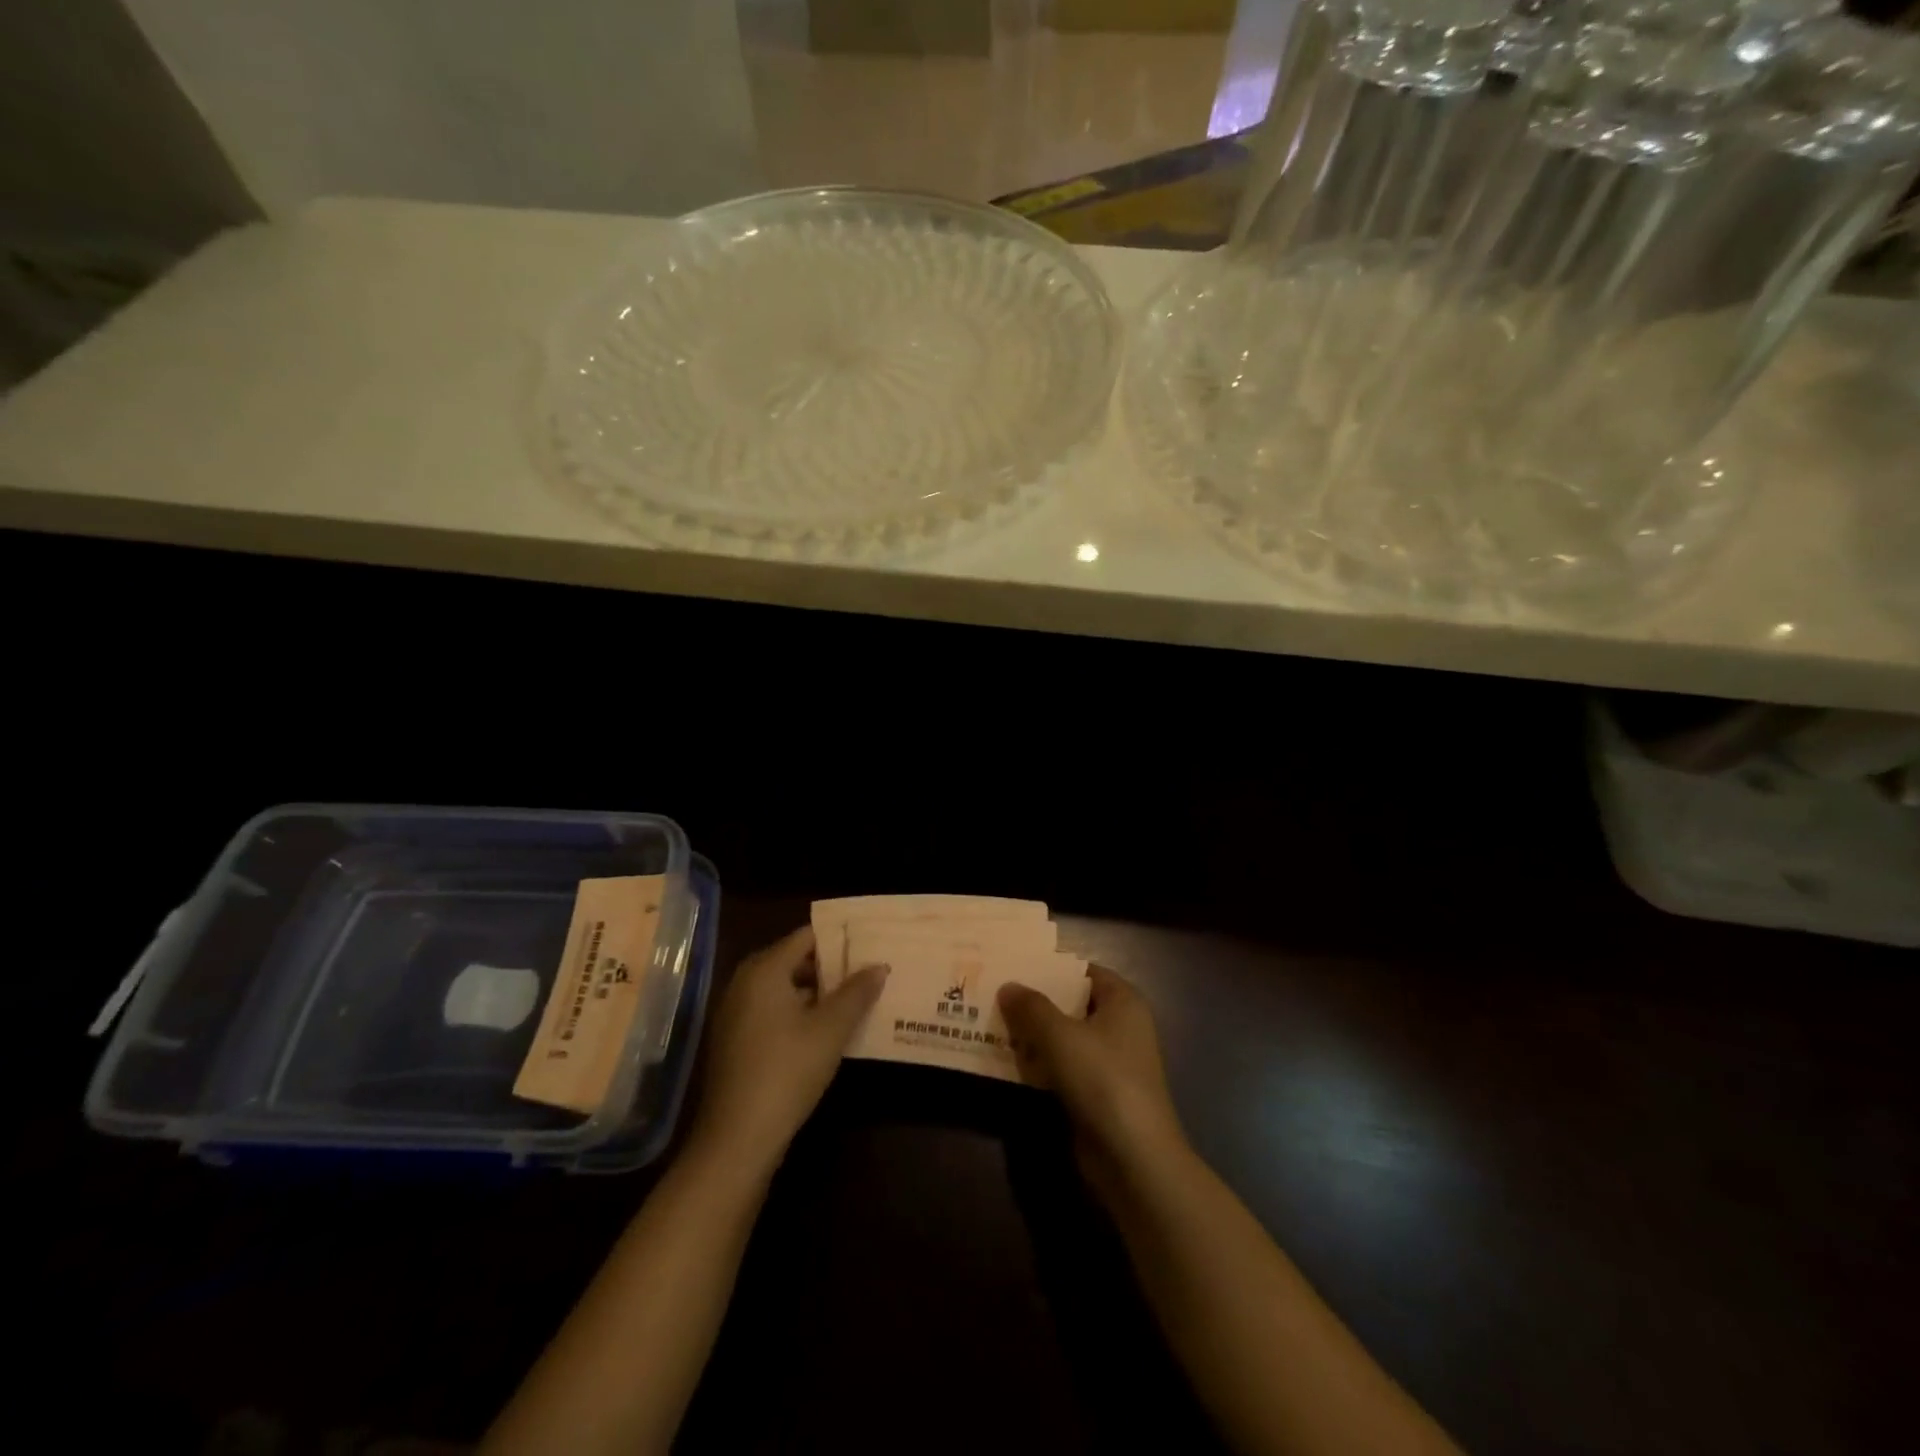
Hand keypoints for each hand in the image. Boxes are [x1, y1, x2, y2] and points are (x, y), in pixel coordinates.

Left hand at [691, 927, 885, 1171]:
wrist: (737, 1139)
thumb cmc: (787, 1071)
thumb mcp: (831, 1030)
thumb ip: (857, 993)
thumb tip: (879, 965)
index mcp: (764, 970)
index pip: (807, 936)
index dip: (840, 939)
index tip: (870, 944)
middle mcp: (744, 983)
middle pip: (795, 960)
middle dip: (831, 967)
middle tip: (869, 971)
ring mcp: (736, 1013)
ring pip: (785, 988)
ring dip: (818, 993)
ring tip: (856, 999)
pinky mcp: (735, 1041)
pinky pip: (773, 1011)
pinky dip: (799, 1013)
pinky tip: (827, 1030)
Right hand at [998, 966, 1185, 1192]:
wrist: (1133, 1158)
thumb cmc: (1102, 1079)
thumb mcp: (1060, 1035)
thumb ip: (1031, 1007)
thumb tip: (1007, 986)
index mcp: (1122, 1001)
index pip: (1084, 971)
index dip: (1051, 967)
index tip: (1014, 964)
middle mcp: (1120, 1026)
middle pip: (1071, 1004)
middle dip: (1035, 1001)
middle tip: (994, 992)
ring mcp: (1109, 1062)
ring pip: (1064, 1037)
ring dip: (1033, 1033)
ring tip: (991, 1021)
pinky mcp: (1096, 1093)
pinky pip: (1062, 1066)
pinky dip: (1039, 1062)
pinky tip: (1007, 1059)